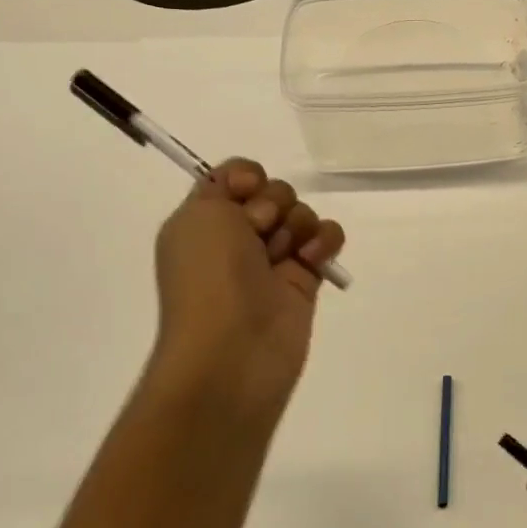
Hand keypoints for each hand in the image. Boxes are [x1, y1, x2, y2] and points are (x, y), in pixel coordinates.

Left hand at [145, 159, 345, 421]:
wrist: (234, 350)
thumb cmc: (210, 279)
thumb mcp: (200, 215)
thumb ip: (224, 184)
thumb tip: (255, 193)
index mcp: (204, 220)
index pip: (235, 177)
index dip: (246, 177)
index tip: (246, 192)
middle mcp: (236, 236)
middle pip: (274, 191)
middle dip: (274, 203)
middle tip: (261, 230)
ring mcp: (273, 259)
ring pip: (302, 213)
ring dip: (299, 224)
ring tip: (289, 254)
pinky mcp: (306, 278)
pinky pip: (326, 239)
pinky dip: (325, 241)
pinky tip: (313, 260)